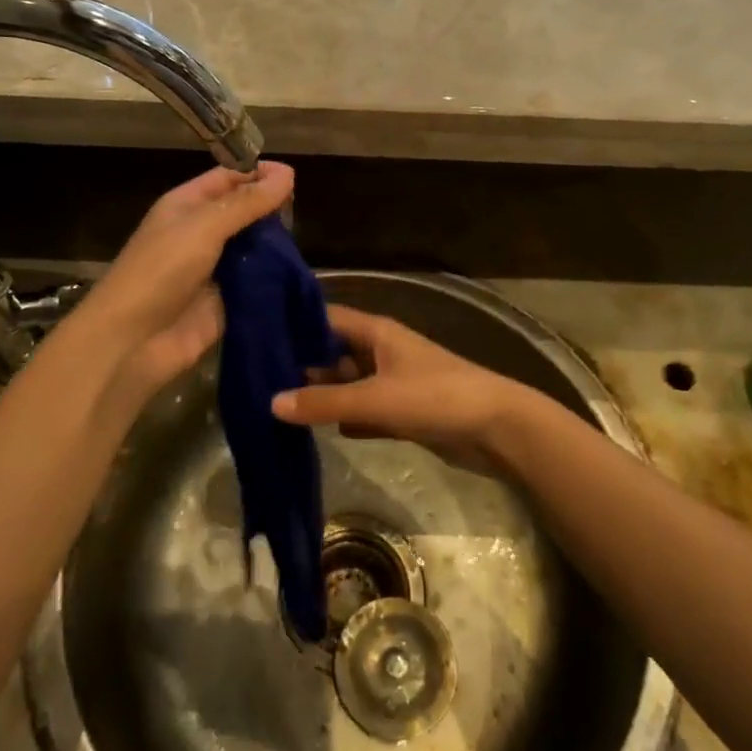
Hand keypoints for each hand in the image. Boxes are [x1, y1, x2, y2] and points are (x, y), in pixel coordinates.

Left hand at [72, 161, 294, 403]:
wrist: (132, 343)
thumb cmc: (160, 272)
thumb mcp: (203, 227)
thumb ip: (246, 202)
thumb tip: (287, 174)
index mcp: (187, 206)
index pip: (228, 178)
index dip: (258, 173)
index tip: (295, 176)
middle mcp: (201, 233)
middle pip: (243, 212)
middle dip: (271, 210)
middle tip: (304, 210)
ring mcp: (215, 268)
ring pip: (254, 248)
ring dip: (277, 244)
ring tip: (305, 240)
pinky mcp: (227, 301)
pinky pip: (256, 282)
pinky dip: (275, 278)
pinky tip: (299, 273)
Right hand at [271, 305, 529, 472]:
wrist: (496, 428)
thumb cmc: (435, 397)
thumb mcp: (375, 398)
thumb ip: (324, 403)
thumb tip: (271, 402)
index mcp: (376, 332)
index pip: (325, 318)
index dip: (293, 325)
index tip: (256, 336)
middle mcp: (380, 351)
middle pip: (332, 352)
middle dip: (300, 365)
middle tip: (256, 381)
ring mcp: (391, 381)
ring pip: (346, 383)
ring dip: (320, 395)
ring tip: (274, 406)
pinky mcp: (401, 411)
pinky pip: (362, 410)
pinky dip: (343, 418)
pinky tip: (315, 431)